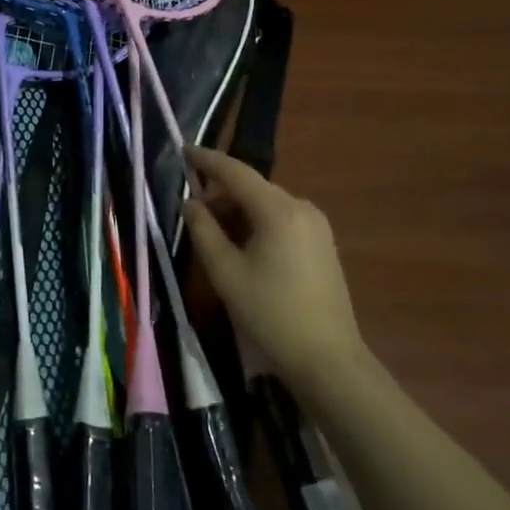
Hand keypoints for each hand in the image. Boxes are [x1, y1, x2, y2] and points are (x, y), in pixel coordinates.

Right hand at [182, 146, 365, 385]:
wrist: (328, 359)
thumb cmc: (270, 313)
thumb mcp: (225, 272)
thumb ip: (203, 230)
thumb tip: (190, 204)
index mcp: (278, 210)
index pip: (235, 172)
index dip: (207, 159)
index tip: (182, 150)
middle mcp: (301, 207)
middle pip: (252, 187)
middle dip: (220, 194)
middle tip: (192, 215)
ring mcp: (316, 225)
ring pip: (266, 204)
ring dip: (237, 211)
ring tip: (214, 236)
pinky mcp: (322, 243)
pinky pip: (281, 219)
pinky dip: (256, 223)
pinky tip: (242, 247)